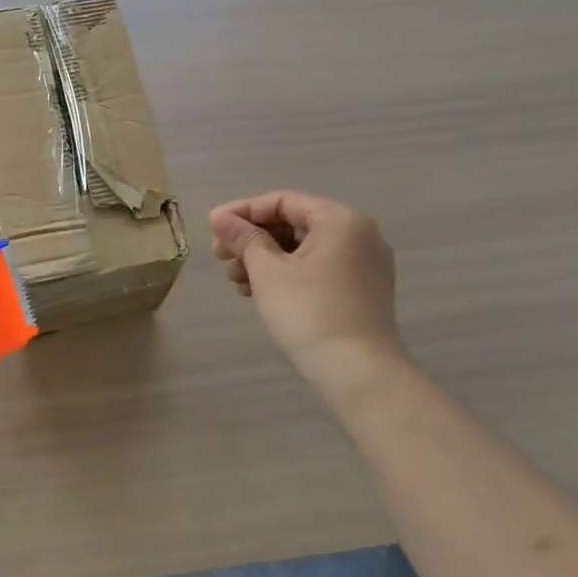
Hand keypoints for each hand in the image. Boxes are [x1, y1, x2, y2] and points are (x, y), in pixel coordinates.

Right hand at [209, 191, 406, 383]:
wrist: (359, 374)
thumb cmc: (309, 312)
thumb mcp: (268, 271)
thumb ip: (243, 238)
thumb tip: (220, 217)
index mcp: (340, 220)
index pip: (283, 202)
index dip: (243, 212)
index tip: (212, 228)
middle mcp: (358, 234)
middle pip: (294, 224)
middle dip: (253, 239)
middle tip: (220, 257)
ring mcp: (364, 264)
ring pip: (304, 249)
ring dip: (266, 259)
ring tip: (236, 281)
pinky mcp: (362, 291)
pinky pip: (318, 269)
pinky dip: (288, 274)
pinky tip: (260, 292)